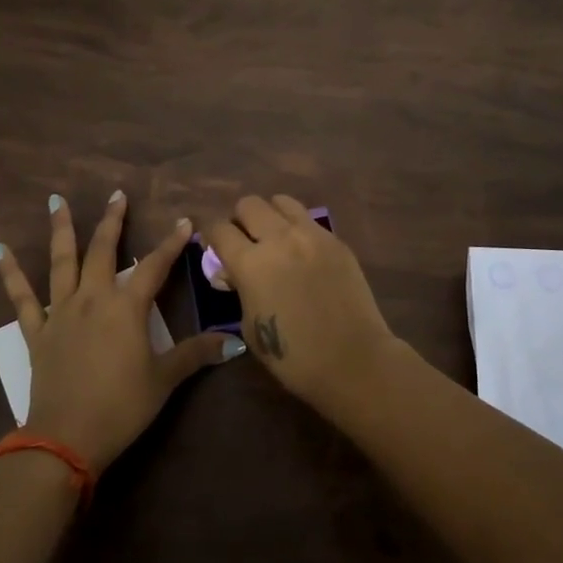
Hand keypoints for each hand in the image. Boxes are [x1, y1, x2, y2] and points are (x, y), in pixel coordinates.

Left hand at [0, 192, 237, 472]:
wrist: (67, 438)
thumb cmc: (122, 406)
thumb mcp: (164, 380)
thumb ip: (196, 355)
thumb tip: (233, 342)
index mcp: (126, 308)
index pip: (154, 266)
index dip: (171, 243)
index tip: (184, 221)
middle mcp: (93, 299)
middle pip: (104, 251)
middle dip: (113, 221)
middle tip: (117, 195)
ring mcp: (61, 312)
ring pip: (61, 261)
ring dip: (61, 229)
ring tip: (56, 200)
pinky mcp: (37, 331)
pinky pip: (20, 296)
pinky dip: (9, 271)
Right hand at [200, 195, 396, 409]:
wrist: (353, 360)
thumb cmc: (294, 356)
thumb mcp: (250, 326)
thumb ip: (239, 289)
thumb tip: (232, 272)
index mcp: (251, 263)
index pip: (219, 228)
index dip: (209, 234)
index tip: (211, 243)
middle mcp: (279, 238)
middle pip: (248, 204)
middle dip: (240, 220)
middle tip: (245, 242)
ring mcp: (312, 235)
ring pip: (281, 202)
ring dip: (270, 216)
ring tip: (274, 239)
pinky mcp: (336, 241)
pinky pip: (309, 220)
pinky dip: (297, 228)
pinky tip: (302, 253)